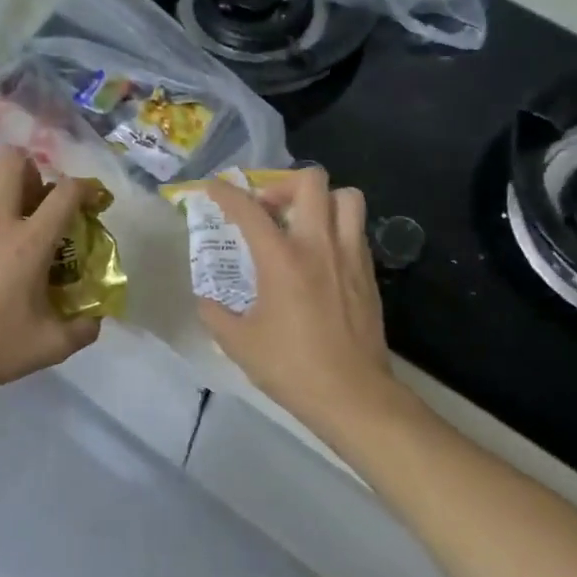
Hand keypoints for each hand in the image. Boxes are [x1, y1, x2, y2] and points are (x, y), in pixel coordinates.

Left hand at [0, 148, 100, 399]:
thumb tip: (97, 318)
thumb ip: (83, 330)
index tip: (91, 200)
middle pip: (15, 160)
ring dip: (1, 178)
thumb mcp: (50, 347)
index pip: (65, 192)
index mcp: (30, 243)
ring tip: (7, 205)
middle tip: (38, 198)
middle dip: (33, 168)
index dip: (85, 187)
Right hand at [197, 168, 394, 429]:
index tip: (214, 188)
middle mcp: (320, 246)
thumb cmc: (291, 368)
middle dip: (283, 184)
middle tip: (267, 208)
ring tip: (301, 223)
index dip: (226, 193)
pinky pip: (356, 229)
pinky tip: (320, 254)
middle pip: (311, 182)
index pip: (250, 209)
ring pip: (346, 197)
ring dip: (320, 199)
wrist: (352, 395)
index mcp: (282, 260)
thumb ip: (215, 314)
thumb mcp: (239, 343)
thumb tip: (207, 300)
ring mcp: (350, 256)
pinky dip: (337, 226)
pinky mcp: (368, 273)